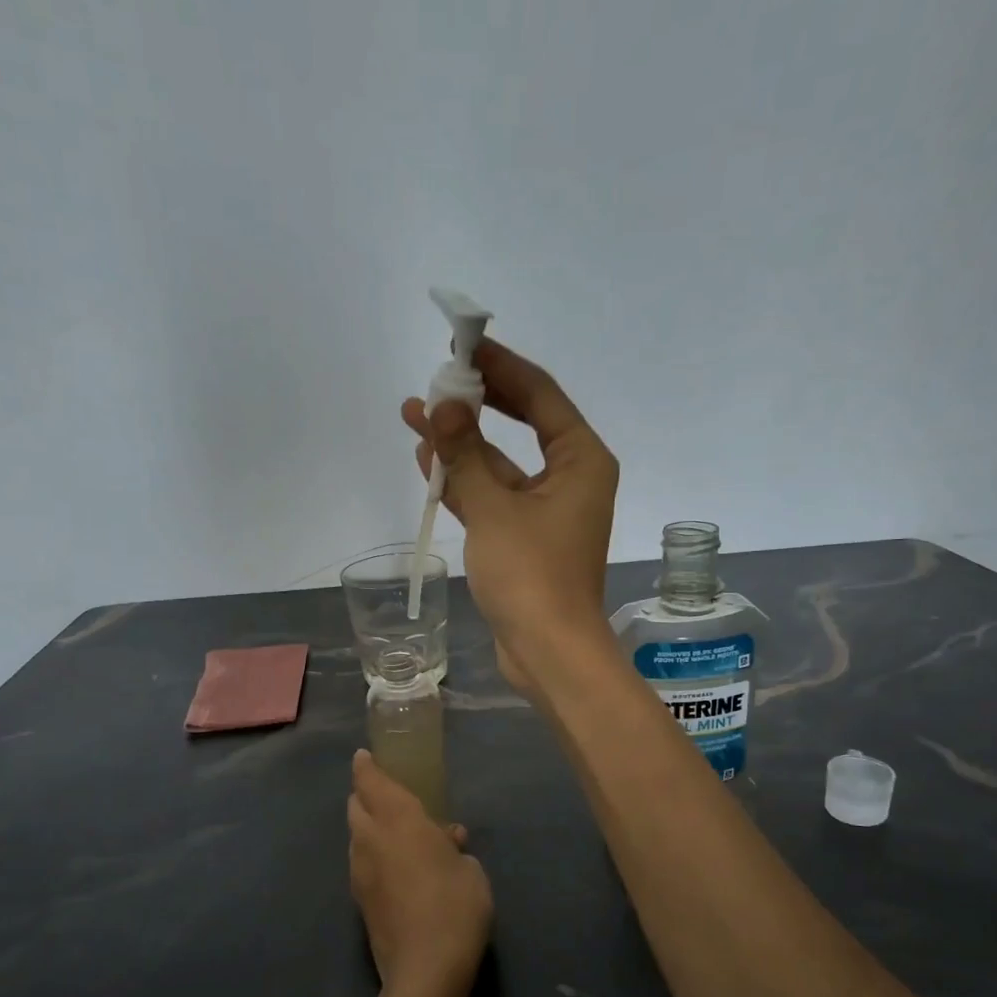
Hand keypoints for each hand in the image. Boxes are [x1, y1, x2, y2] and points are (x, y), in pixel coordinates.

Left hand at [347, 750, 492, 996]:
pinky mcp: (359, 902)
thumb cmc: (456, 906)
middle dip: (364, 795)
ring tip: (394, 833)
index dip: (366, 767)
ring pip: (355, 836)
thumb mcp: (471, 870)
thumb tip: (447, 838)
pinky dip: (371, 855)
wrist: (425, 970)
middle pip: (355, 807)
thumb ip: (455, 847)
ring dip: (367, 827)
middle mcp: (371, 840)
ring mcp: (360, 872)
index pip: (372, 783)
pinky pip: (361, 863)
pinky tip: (394, 868)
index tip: (363, 756)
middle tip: (383, 794)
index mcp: (399, 821)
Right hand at [402, 339, 618, 695]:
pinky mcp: (526, 538)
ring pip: (501, 463)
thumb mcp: (494, 509)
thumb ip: (466, 455)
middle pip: (522, 424)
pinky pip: (494, 496)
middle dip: (477, 403)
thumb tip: (444, 405)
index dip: (501, 367)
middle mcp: (571, 477)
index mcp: (581, 460)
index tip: (464, 344)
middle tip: (435, 379)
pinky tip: (429, 461)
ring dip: (462, 443)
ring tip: (414, 414)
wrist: (548, 652)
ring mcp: (548, 510)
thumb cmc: (532, 576)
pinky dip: (465, 481)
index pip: (540, 395)